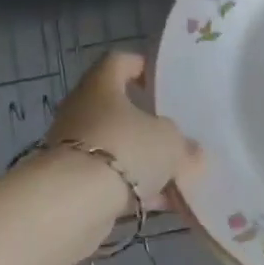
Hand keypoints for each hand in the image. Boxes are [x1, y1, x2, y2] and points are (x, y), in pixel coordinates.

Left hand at [46, 51, 202, 216]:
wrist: (73, 203)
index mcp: (101, 86)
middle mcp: (81, 110)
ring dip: (143, 161)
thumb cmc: (125, 150)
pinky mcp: (71, 183)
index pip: (119, 61)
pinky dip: (133, 188)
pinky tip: (162, 204)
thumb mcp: (170, 143)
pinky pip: (110, 179)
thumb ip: (184, 145)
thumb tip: (192, 152)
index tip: (164, 83)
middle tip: (176, 134)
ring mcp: (73, 147)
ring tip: (177, 177)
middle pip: (118, 109)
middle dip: (148, 124)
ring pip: (116, 147)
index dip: (142, 66)